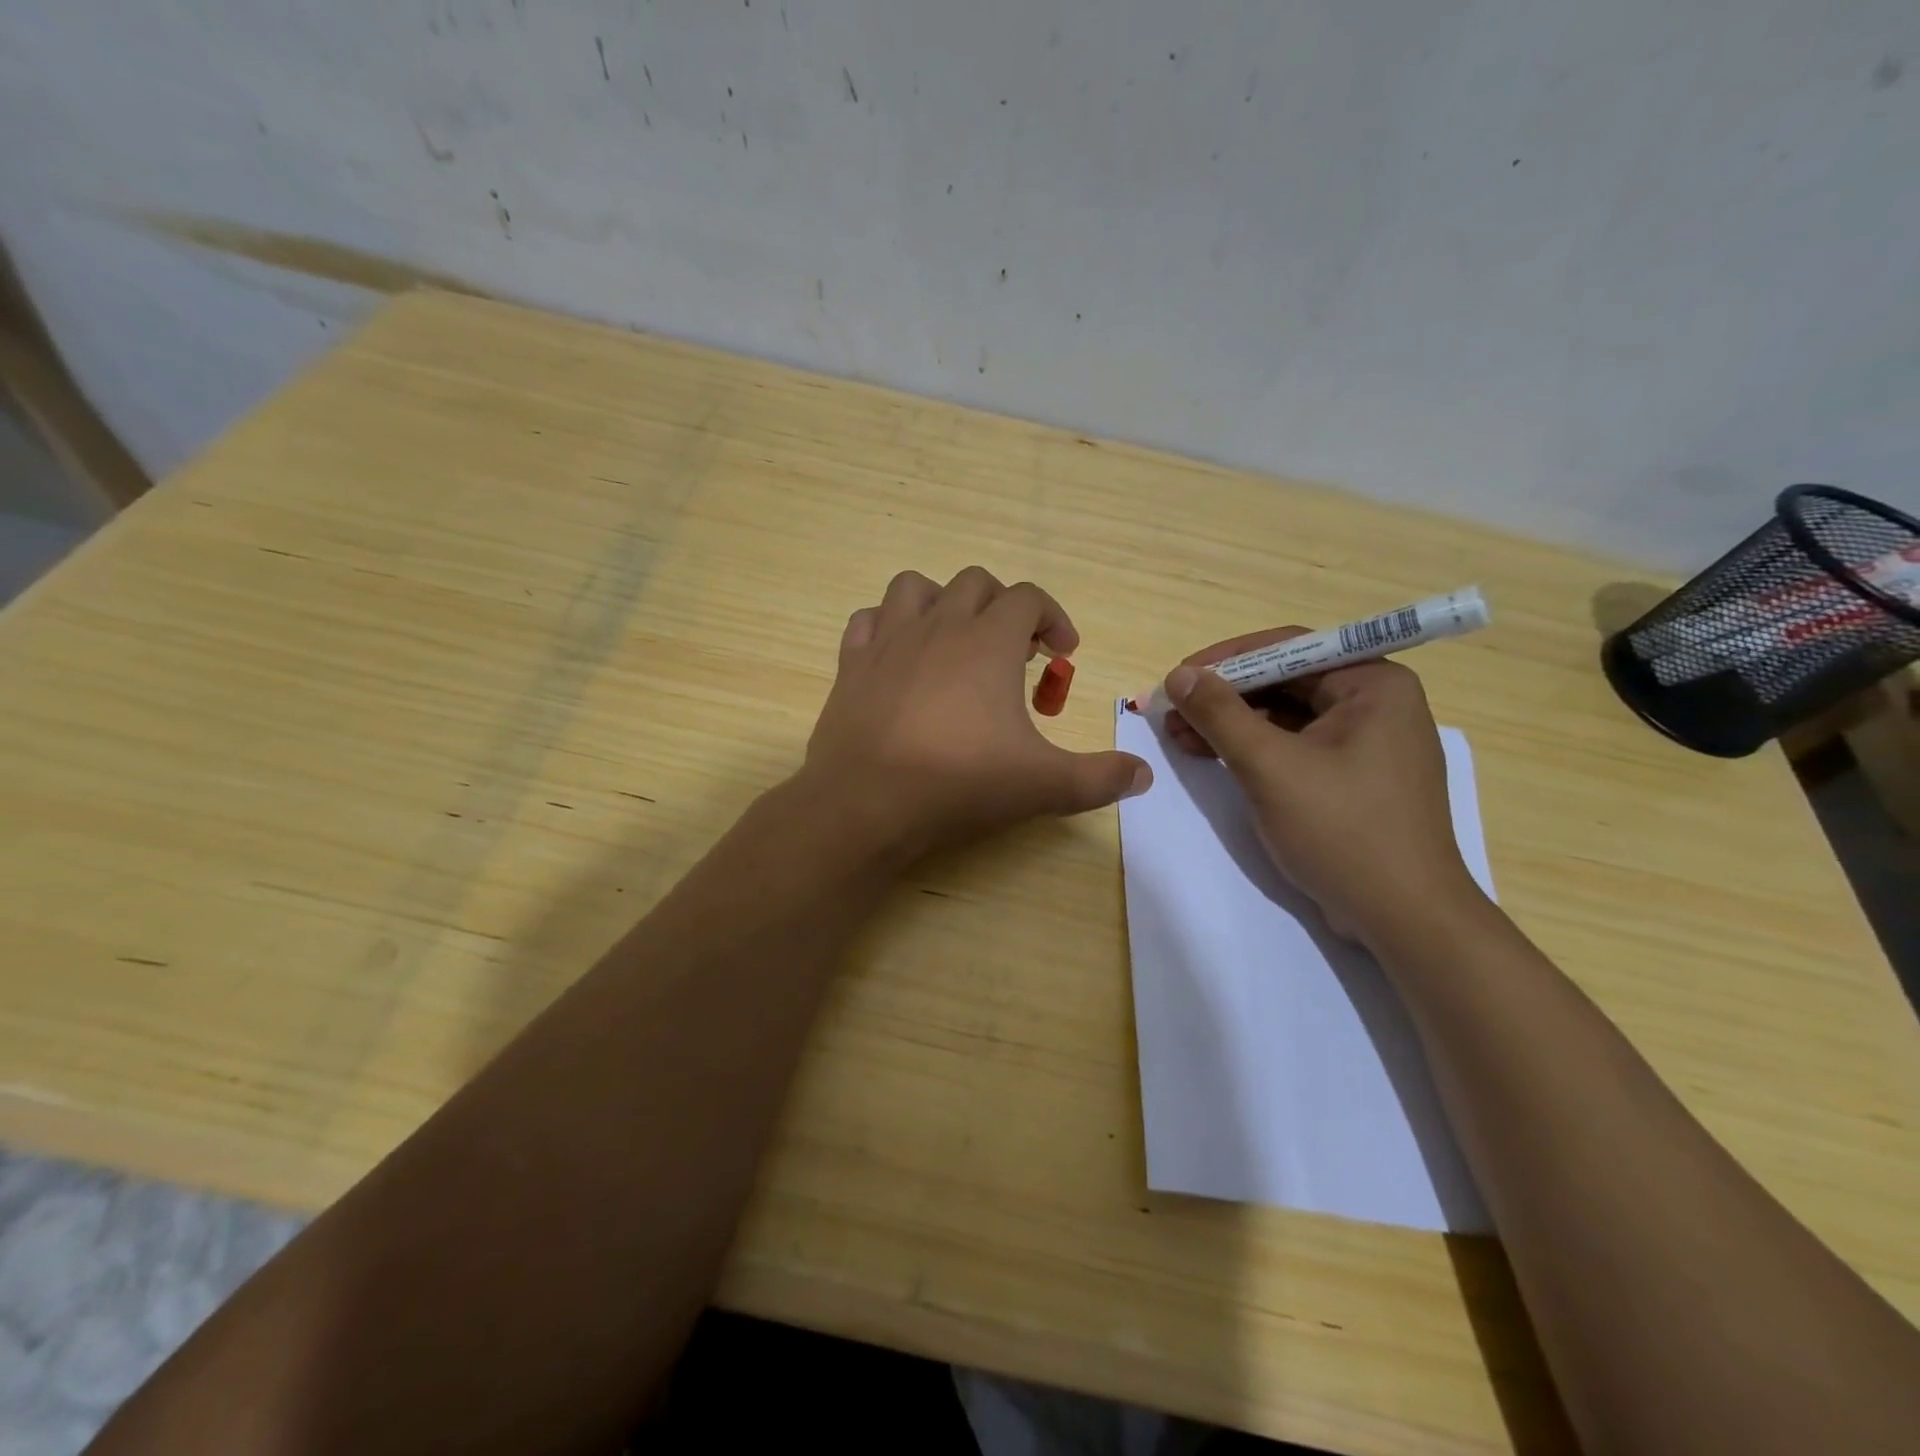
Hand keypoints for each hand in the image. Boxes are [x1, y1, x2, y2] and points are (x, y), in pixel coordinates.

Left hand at [803, 568, 1151, 858]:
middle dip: (1003, 607)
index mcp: (989, 642)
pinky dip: (888, 627)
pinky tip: (899, 658)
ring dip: (942, 602)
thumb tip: (1144, 776)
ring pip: (915, 587)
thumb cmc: (960, 784)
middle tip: (1016, 653)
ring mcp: (888, 640)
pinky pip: (867, 620)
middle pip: (976, 583)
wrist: (866, 803)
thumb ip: (1100, 777)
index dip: (1053, 618)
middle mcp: (939, 626)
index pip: (1029, 598)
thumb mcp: (1044, 785)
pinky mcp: (851, 664)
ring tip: (956, 641)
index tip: (1063, 653)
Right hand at [1162, 629, 1480, 945]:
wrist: (1403, 918)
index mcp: (1373, 684)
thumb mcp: (1270, 767)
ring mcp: (1366, 743)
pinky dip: (1253, 749)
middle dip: (1224, 696)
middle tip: (1171, 711)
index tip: (1179, 677)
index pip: (1289, 648)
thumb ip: (1221, 715)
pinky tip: (1210, 755)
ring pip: (1286, 716)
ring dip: (1231, 724)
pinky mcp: (1353, 778)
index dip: (1226, 660)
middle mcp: (1376, 703)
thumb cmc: (1342, 830)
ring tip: (1179, 735)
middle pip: (1285, 682)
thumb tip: (1180, 674)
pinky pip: (1295, 746)